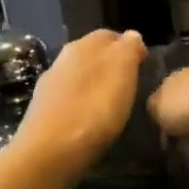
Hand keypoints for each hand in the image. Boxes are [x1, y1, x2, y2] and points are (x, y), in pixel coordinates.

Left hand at [14, 29, 146, 174]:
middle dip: (111, 65)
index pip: (110, 35)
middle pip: (92, 55)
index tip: (144, 65)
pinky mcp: (43, 112)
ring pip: (79, 77)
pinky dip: (83, 104)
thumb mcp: (122, 73)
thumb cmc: (93, 110)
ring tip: (113, 104)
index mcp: (83, 45)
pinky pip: (70, 99)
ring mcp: (50, 86)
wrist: (50, 152)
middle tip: (131, 84)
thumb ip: (128, 50)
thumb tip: (132, 36)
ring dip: (95, 85)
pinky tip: (91, 119)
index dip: (129, 47)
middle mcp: (62, 59)